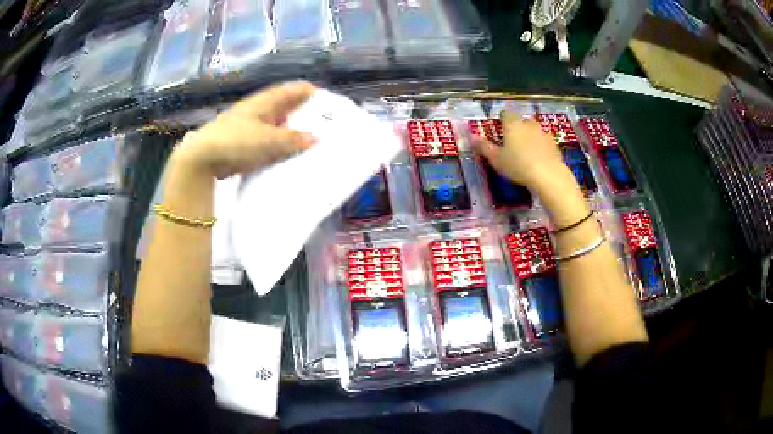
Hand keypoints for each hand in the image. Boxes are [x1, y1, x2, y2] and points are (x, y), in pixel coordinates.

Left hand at [172, 81, 316, 178]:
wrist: (203, 157)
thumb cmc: (235, 141)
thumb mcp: (268, 140)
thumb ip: (293, 139)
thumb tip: (316, 138)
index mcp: (268, 100)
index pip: (297, 89)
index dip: (314, 94)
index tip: (331, 107)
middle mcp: (262, 108)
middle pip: (290, 106)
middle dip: (307, 114)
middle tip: (327, 128)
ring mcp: (253, 124)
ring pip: (281, 123)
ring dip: (295, 131)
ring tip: (313, 143)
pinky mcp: (247, 141)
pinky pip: (271, 139)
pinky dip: (282, 144)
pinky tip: (290, 155)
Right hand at [473, 111, 566, 191]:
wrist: (548, 175)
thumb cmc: (518, 166)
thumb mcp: (497, 160)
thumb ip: (484, 147)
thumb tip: (472, 137)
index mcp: (512, 124)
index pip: (506, 114)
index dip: (502, 119)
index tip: (500, 128)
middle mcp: (528, 124)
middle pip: (521, 121)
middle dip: (517, 128)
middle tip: (512, 142)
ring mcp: (543, 133)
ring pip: (534, 130)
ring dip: (530, 137)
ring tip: (526, 151)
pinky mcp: (554, 144)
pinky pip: (544, 142)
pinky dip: (541, 146)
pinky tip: (539, 159)